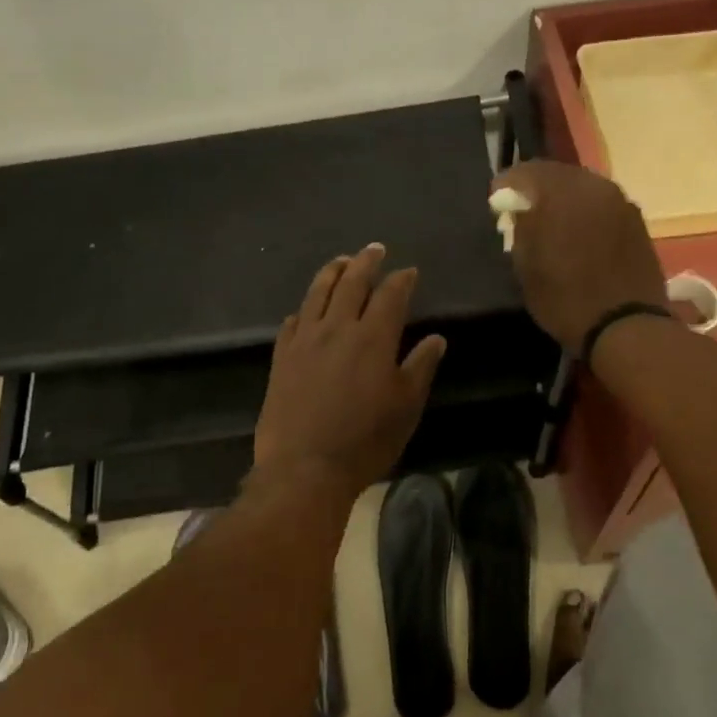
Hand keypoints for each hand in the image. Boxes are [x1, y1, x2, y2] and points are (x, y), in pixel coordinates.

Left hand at [252, 244, 447, 496]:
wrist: (304, 467)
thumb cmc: (365, 440)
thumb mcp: (405, 407)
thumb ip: (420, 367)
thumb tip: (435, 338)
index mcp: (373, 338)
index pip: (390, 296)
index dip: (401, 280)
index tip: (409, 271)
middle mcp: (337, 329)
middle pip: (352, 283)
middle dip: (366, 262)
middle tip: (375, 249)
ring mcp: (304, 341)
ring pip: (317, 294)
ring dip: (331, 272)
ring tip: (341, 261)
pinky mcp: (281, 358)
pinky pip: (292, 322)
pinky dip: (304, 309)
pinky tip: (305, 309)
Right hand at [490, 162, 667, 351]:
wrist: (626, 327)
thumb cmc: (566, 299)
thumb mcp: (526, 268)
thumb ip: (520, 228)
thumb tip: (519, 210)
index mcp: (562, 193)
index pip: (527, 172)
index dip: (507, 185)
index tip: (496, 203)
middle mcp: (595, 187)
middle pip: (558, 174)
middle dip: (537, 189)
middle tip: (522, 211)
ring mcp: (621, 202)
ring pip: (583, 188)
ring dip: (564, 199)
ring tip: (551, 223)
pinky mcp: (637, 221)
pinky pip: (602, 205)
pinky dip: (586, 213)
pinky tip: (578, 235)